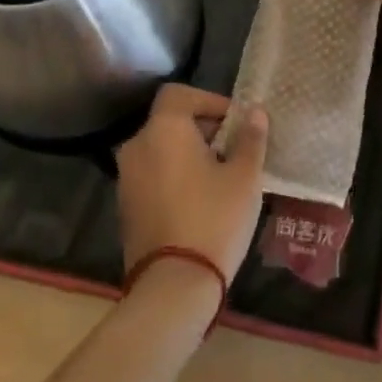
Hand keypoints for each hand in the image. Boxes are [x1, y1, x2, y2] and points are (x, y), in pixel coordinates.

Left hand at [115, 84, 268, 281]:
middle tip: (234, 150)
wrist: (173, 287)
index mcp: (163, 130)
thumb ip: (250, 139)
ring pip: (161, 150)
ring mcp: (127, 179)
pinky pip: (153, 175)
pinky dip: (174, 176)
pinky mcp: (125, 208)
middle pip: (170, 121)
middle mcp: (137, 146)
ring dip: (189, 154)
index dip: (209, 100)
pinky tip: (200, 200)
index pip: (180, 94)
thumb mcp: (244, 176)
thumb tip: (255, 112)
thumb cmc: (214, 219)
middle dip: (203, 129)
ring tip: (221, 177)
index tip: (235, 122)